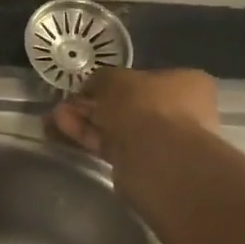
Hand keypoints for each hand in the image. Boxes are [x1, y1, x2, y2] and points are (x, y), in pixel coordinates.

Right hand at [49, 67, 220, 204]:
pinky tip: (63, 129)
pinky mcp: (142, 164)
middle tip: (67, 103)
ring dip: (87, 121)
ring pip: (118, 127)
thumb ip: (102, 80)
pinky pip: (112, 146)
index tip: (89, 86)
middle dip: (95, 104)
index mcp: (188, 84)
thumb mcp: (117, 79)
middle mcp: (181, 112)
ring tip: (56, 116)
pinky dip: (89, 137)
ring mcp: (162, 141)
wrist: (156, 157)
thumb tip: (93, 86)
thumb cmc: (146, 106)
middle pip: (130, 106)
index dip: (116, 83)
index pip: (149, 79)